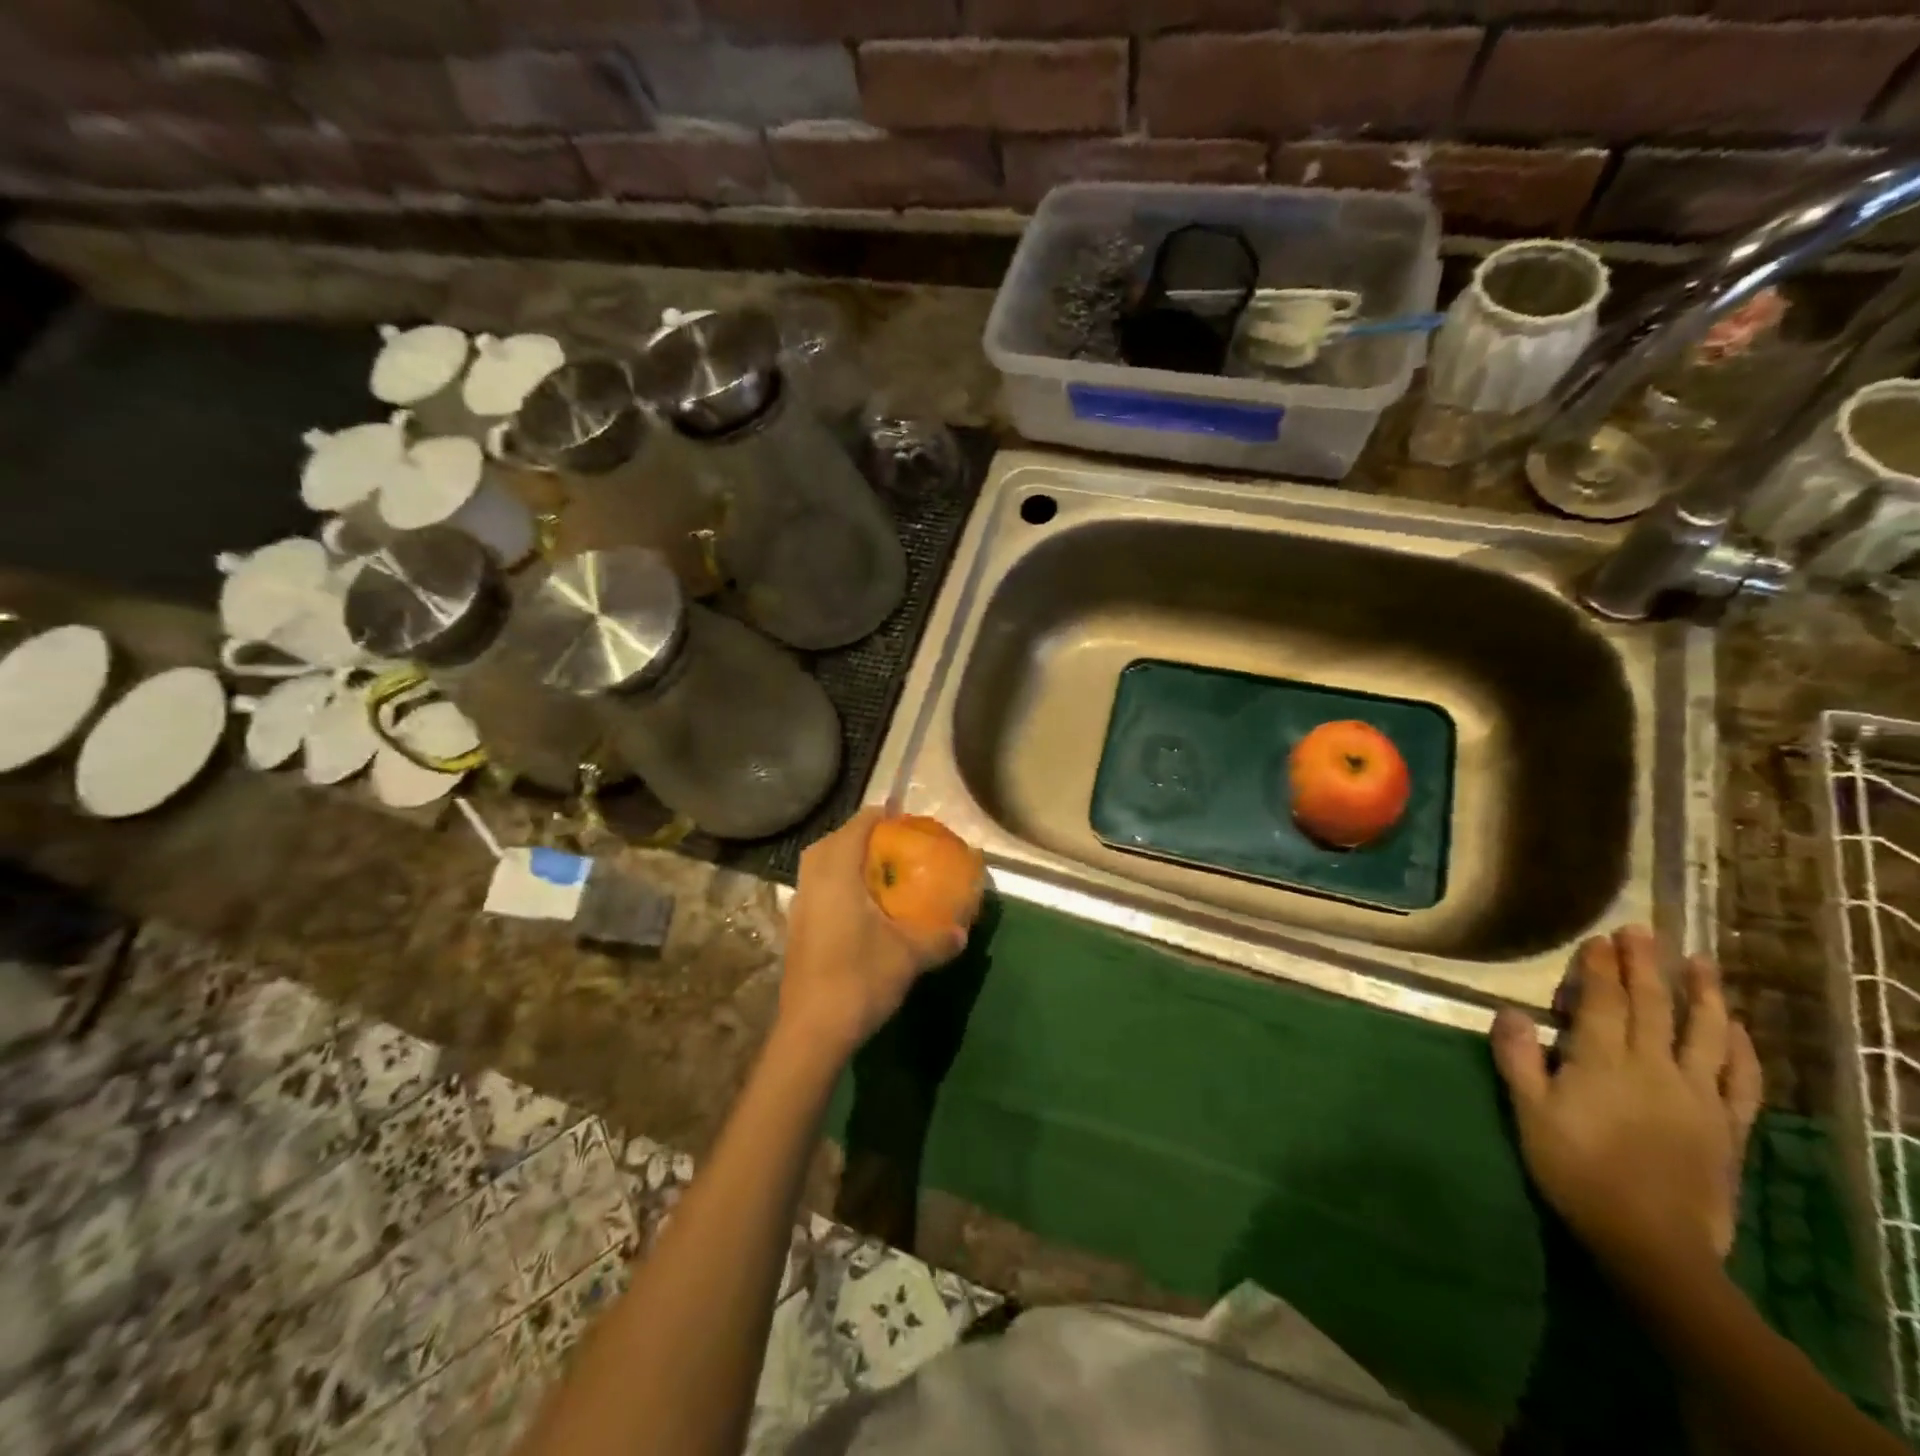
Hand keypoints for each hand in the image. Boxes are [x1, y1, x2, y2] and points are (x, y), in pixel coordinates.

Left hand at [775, 808, 970, 1064]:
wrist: (812, 1032)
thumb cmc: (859, 980)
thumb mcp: (908, 957)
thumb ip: (938, 939)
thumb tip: (962, 932)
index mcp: (837, 876)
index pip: (855, 828)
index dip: (878, 817)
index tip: (902, 817)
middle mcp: (813, 884)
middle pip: (830, 843)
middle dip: (858, 836)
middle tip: (888, 843)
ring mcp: (799, 908)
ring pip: (818, 867)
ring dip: (843, 860)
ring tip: (875, 871)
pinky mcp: (796, 930)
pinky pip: (815, 889)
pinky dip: (835, 884)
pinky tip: (859, 907)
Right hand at [1492, 925, 1763, 1274]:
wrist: (1651, 1241)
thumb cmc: (1576, 1170)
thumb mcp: (1529, 1113)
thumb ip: (1518, 1059)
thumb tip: (1510, 1010)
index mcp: (1604, 1063)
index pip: (1603, 1002)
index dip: (1601, 968)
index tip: (1600, 939)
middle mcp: (1655, 1068)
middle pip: (1651, 1006)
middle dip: (1645, 965)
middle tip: (1642, 931)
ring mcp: (1698, 1096)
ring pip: (1704, 1033)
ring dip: (1702, 993)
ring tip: (1700, 961)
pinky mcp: (1727, 1124)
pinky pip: (1741, 1079)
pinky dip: (1742, 1048)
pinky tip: (1736, 1027)